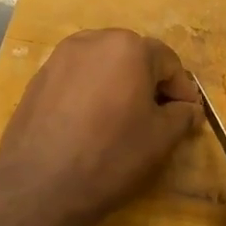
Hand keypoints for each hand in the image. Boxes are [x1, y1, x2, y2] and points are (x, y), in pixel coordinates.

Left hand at [0, 29, 199, 225]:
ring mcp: (60, 57)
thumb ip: (182, 115)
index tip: (187, 115)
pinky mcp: (38, 78)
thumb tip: (187, 108)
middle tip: (157, 117)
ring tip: (121, 120)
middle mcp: (94, 40)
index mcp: (129, 47)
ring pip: (102, 65)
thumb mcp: (161, 139)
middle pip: (133, 57)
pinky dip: (90, 93)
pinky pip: (76, 79)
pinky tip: (89, 125)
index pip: (167, 61)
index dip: (181, 89)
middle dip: (149, 83)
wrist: (39, 186)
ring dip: (118, 85)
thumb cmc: (111, 155)